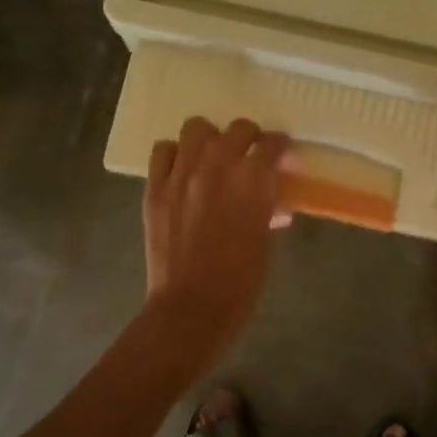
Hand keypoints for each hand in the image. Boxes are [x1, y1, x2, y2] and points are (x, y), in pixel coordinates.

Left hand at [143, 117, 291, 364]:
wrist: (192, 307)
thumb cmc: (240, 282)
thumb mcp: (266, 241)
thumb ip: (267, 209)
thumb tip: (271, 201)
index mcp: (252, 181)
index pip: (272, 143)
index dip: (280, 147)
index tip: (280, 155)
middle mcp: (217, 167)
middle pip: (239, 129)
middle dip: (250, 139)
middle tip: (250, 157)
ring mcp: (182, 175)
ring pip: (197, 128)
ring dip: (211, 138)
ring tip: (213, 157)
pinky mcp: (156, 188)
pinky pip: (163, 150)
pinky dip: (176, 154)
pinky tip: (183, 170)